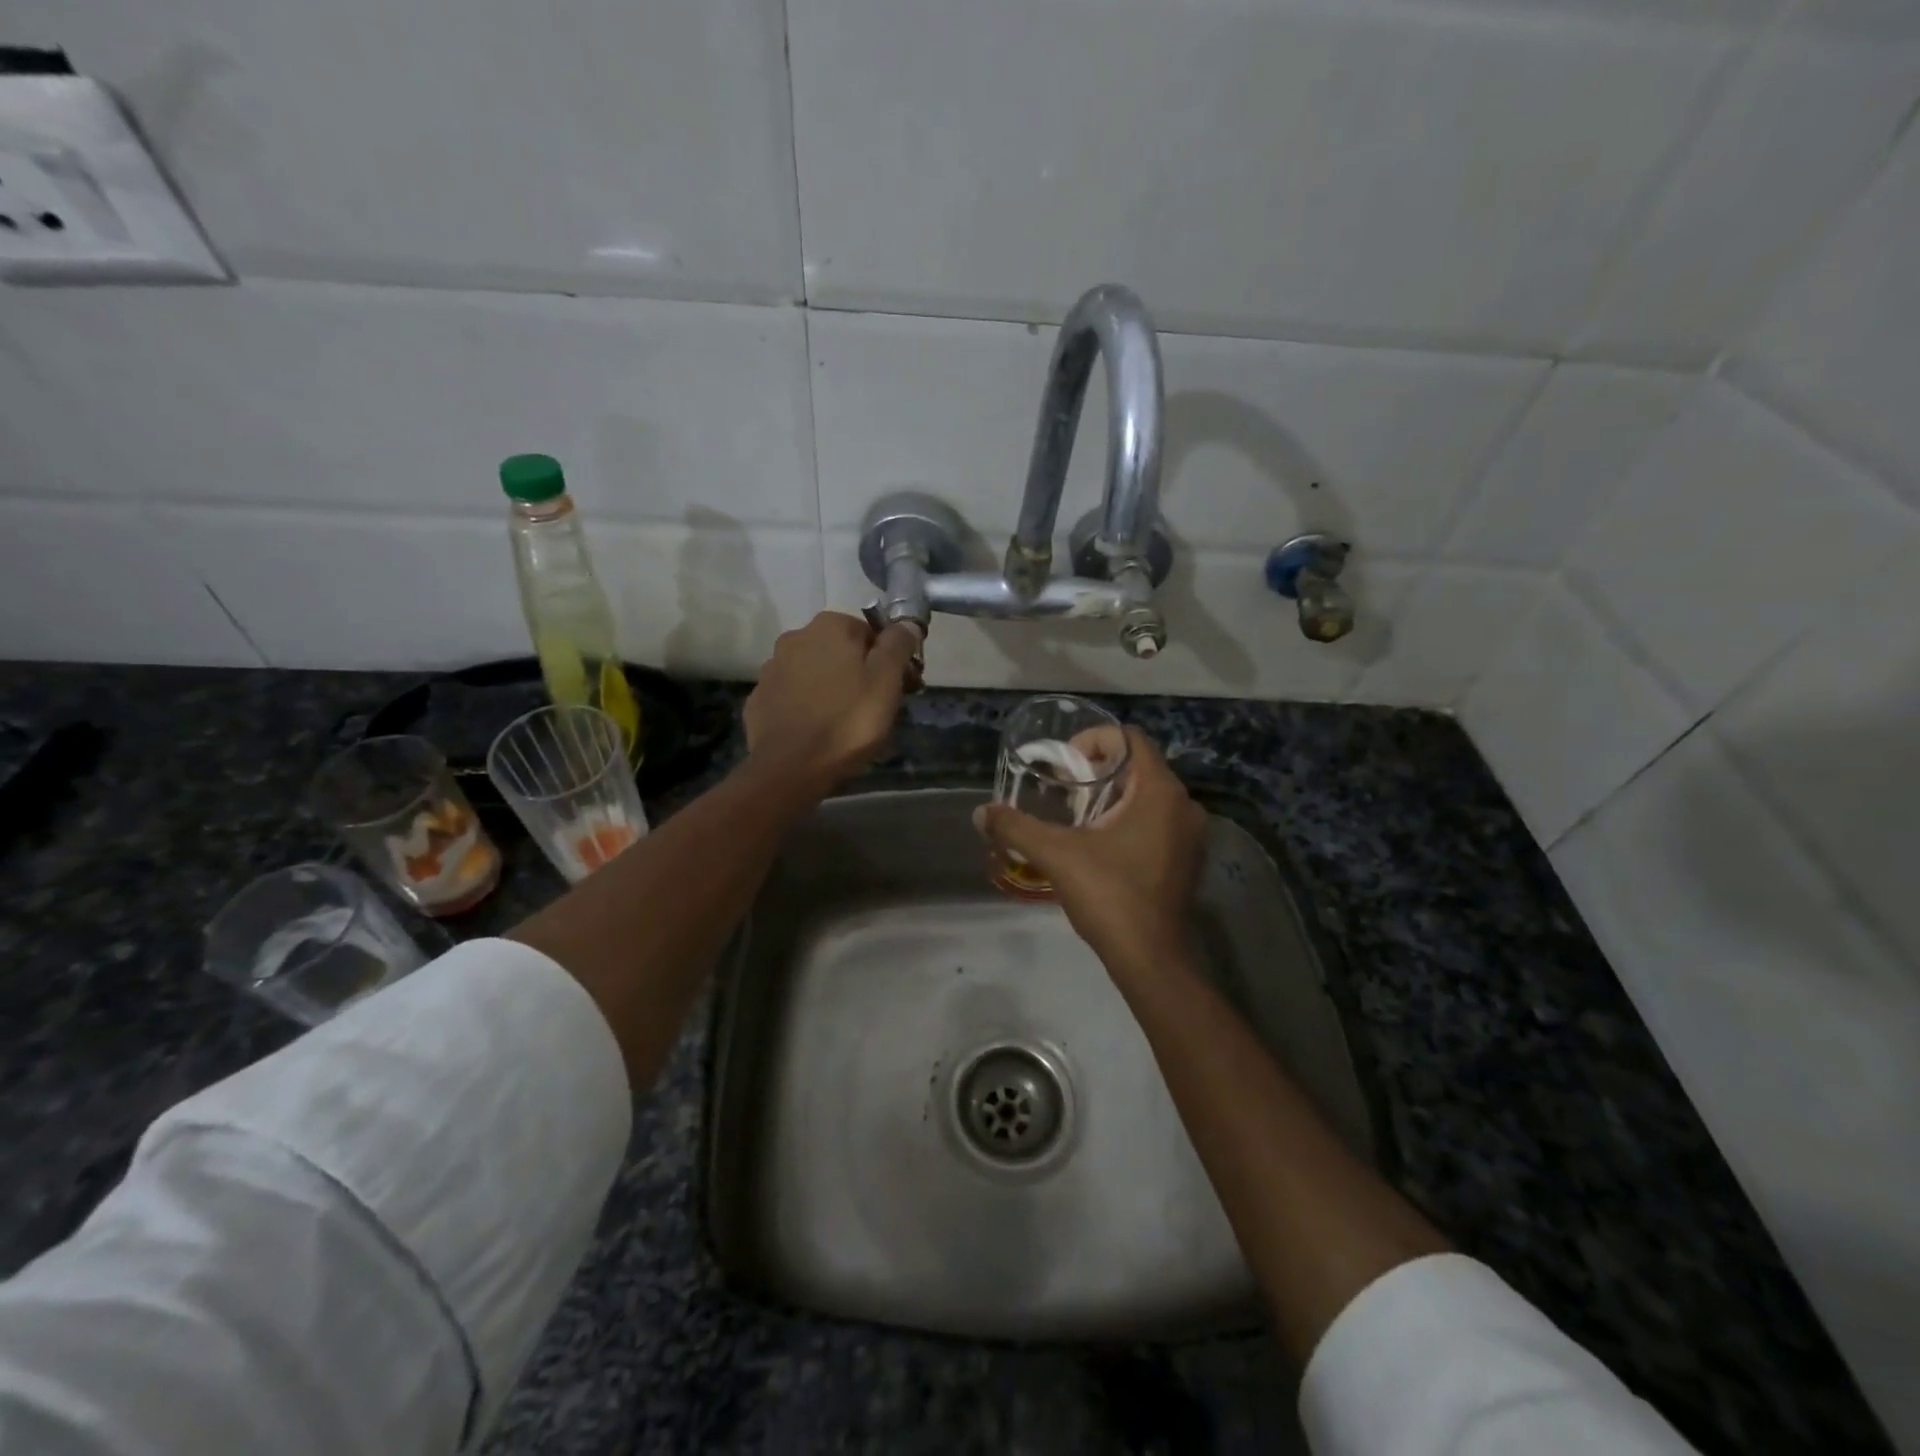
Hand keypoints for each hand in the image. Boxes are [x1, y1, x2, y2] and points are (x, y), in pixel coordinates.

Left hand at [744, 612, 922, 790]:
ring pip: (817, 672)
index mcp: (830, 626)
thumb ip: (897, 646)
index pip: (872, 634)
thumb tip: (907, 622)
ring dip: (834, 688)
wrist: (788, 768)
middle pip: (842, 651)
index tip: (904, 688)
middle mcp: (796, 637)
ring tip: (848, 723)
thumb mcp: (886, 682)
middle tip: (879, 708)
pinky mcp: (759, 698)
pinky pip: (795, 695)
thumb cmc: (847, 721)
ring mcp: (773, 668)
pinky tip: (819, 729)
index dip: (892, 660)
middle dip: (862, 673)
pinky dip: (809, 705)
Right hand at [974, 727, 1205, 972]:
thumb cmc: (1109, 896)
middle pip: (1139, 765)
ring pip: (1148, 794)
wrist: (1151, 960)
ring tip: (1076, 814)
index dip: (1093, 741)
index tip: (1064, 764)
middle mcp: (1183, 805)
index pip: (1130, 739)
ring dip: (1113, 795)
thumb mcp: (1056, 855)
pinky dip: (1129, 818)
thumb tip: (980, 813)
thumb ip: (1016, 828)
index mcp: (1160, 792)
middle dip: (1098, 769)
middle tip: (1064, 787)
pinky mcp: (1188, 858)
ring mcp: (1190, 834)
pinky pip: (1157, 819)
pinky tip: (1101, 842)